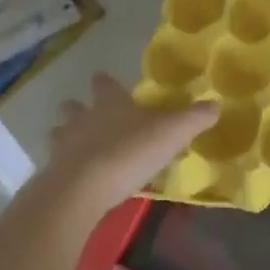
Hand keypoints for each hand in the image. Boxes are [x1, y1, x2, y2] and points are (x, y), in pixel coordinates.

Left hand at [42, 74, 218, 216]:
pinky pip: (56, 165)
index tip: (103, 79)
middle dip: (77, 108)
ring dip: (65, 136)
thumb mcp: (172, 133)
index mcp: (110, 103)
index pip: (105, 84)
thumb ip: (195, 118)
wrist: (81, 190)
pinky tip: (74, 178)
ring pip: (59, 133)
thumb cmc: (129, 152)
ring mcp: (63, 147)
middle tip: (85, 113)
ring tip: (75, 146)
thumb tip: (216, 105)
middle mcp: (83, 119)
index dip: (105, 82)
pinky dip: (63, 168)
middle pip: (74, 107)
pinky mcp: (52, 175)